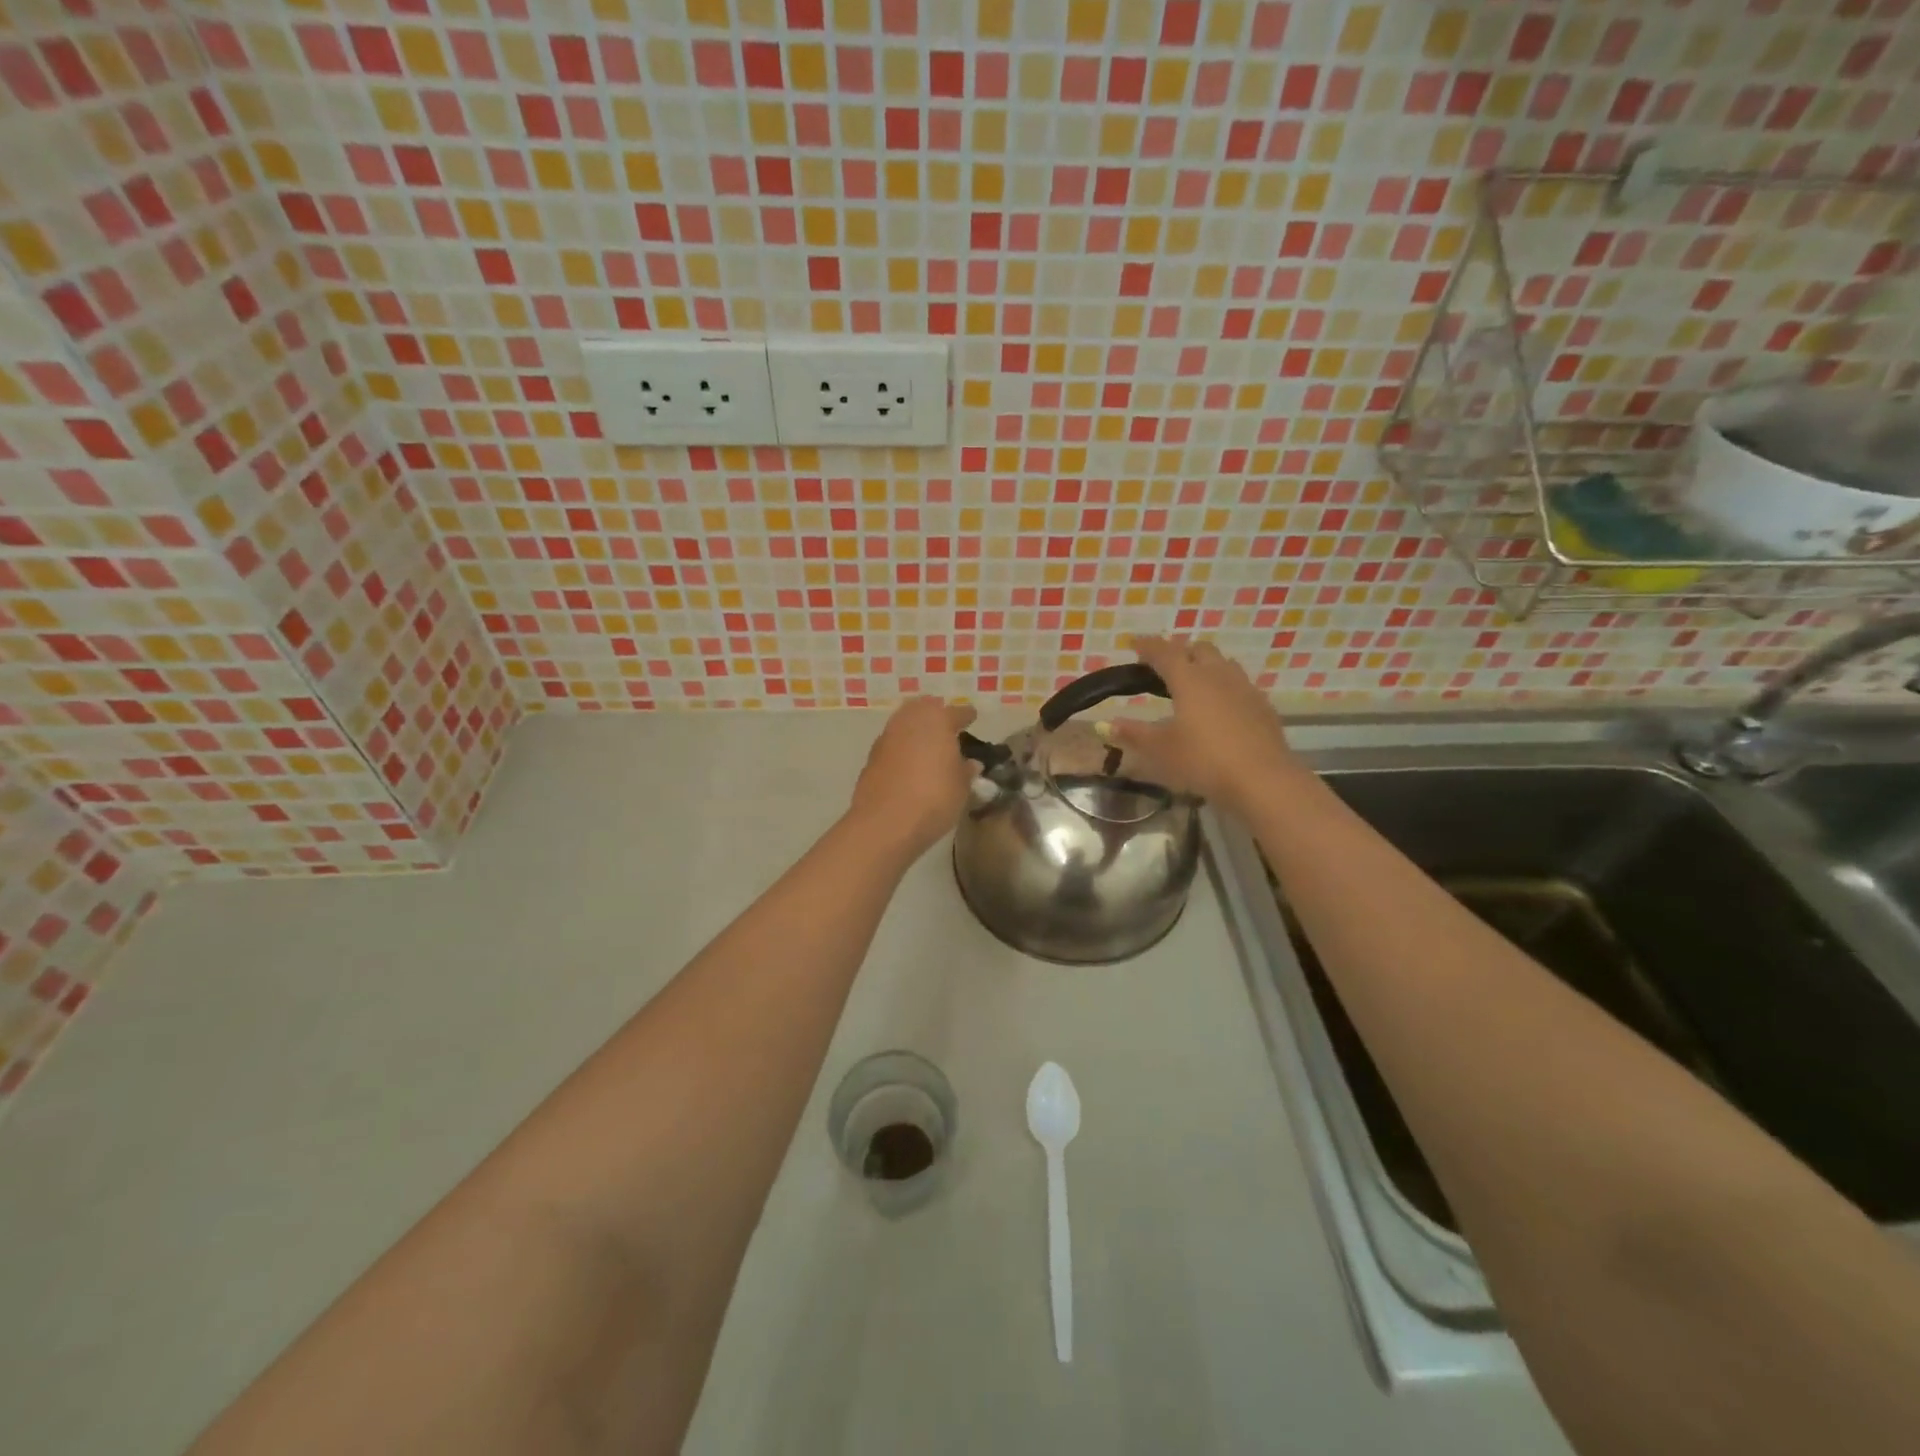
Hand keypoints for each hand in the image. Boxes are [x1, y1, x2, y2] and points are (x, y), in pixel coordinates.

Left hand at [847, 697, 979, 856]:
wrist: (885, 823)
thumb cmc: (934, 799)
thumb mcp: (961, 788)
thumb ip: (965, 771)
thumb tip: (970, 763)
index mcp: (937, 721)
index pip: (956, 712)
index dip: (966, 715)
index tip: (972, 716)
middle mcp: (908, 721)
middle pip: (923, 708)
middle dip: (935, 712)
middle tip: (945, 724)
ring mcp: (886, 738)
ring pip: (904, 723)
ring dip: (916, 729)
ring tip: (927, 744)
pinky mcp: (871, 758)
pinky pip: (892, 744)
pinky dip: (902, 747)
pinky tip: (909, 762)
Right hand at [1111, 637, 1301, 815]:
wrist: (1263, 780)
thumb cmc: (1203, 761)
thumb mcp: (1161, 751)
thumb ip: (1134, 734)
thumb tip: (1106, 725)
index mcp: (1189, 680)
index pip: (1164, 652)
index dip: (1147, 645)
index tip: (1134, 643)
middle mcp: (1218, 676)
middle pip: (1199, 649)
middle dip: (1180, 651)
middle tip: (1165, 666)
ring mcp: (1245, 689)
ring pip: (1224, 664)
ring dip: (1206, 666)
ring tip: (1193, 684)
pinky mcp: (1263, 707)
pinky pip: (1240, 685)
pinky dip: (1224, 687)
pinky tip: (1220, 708)